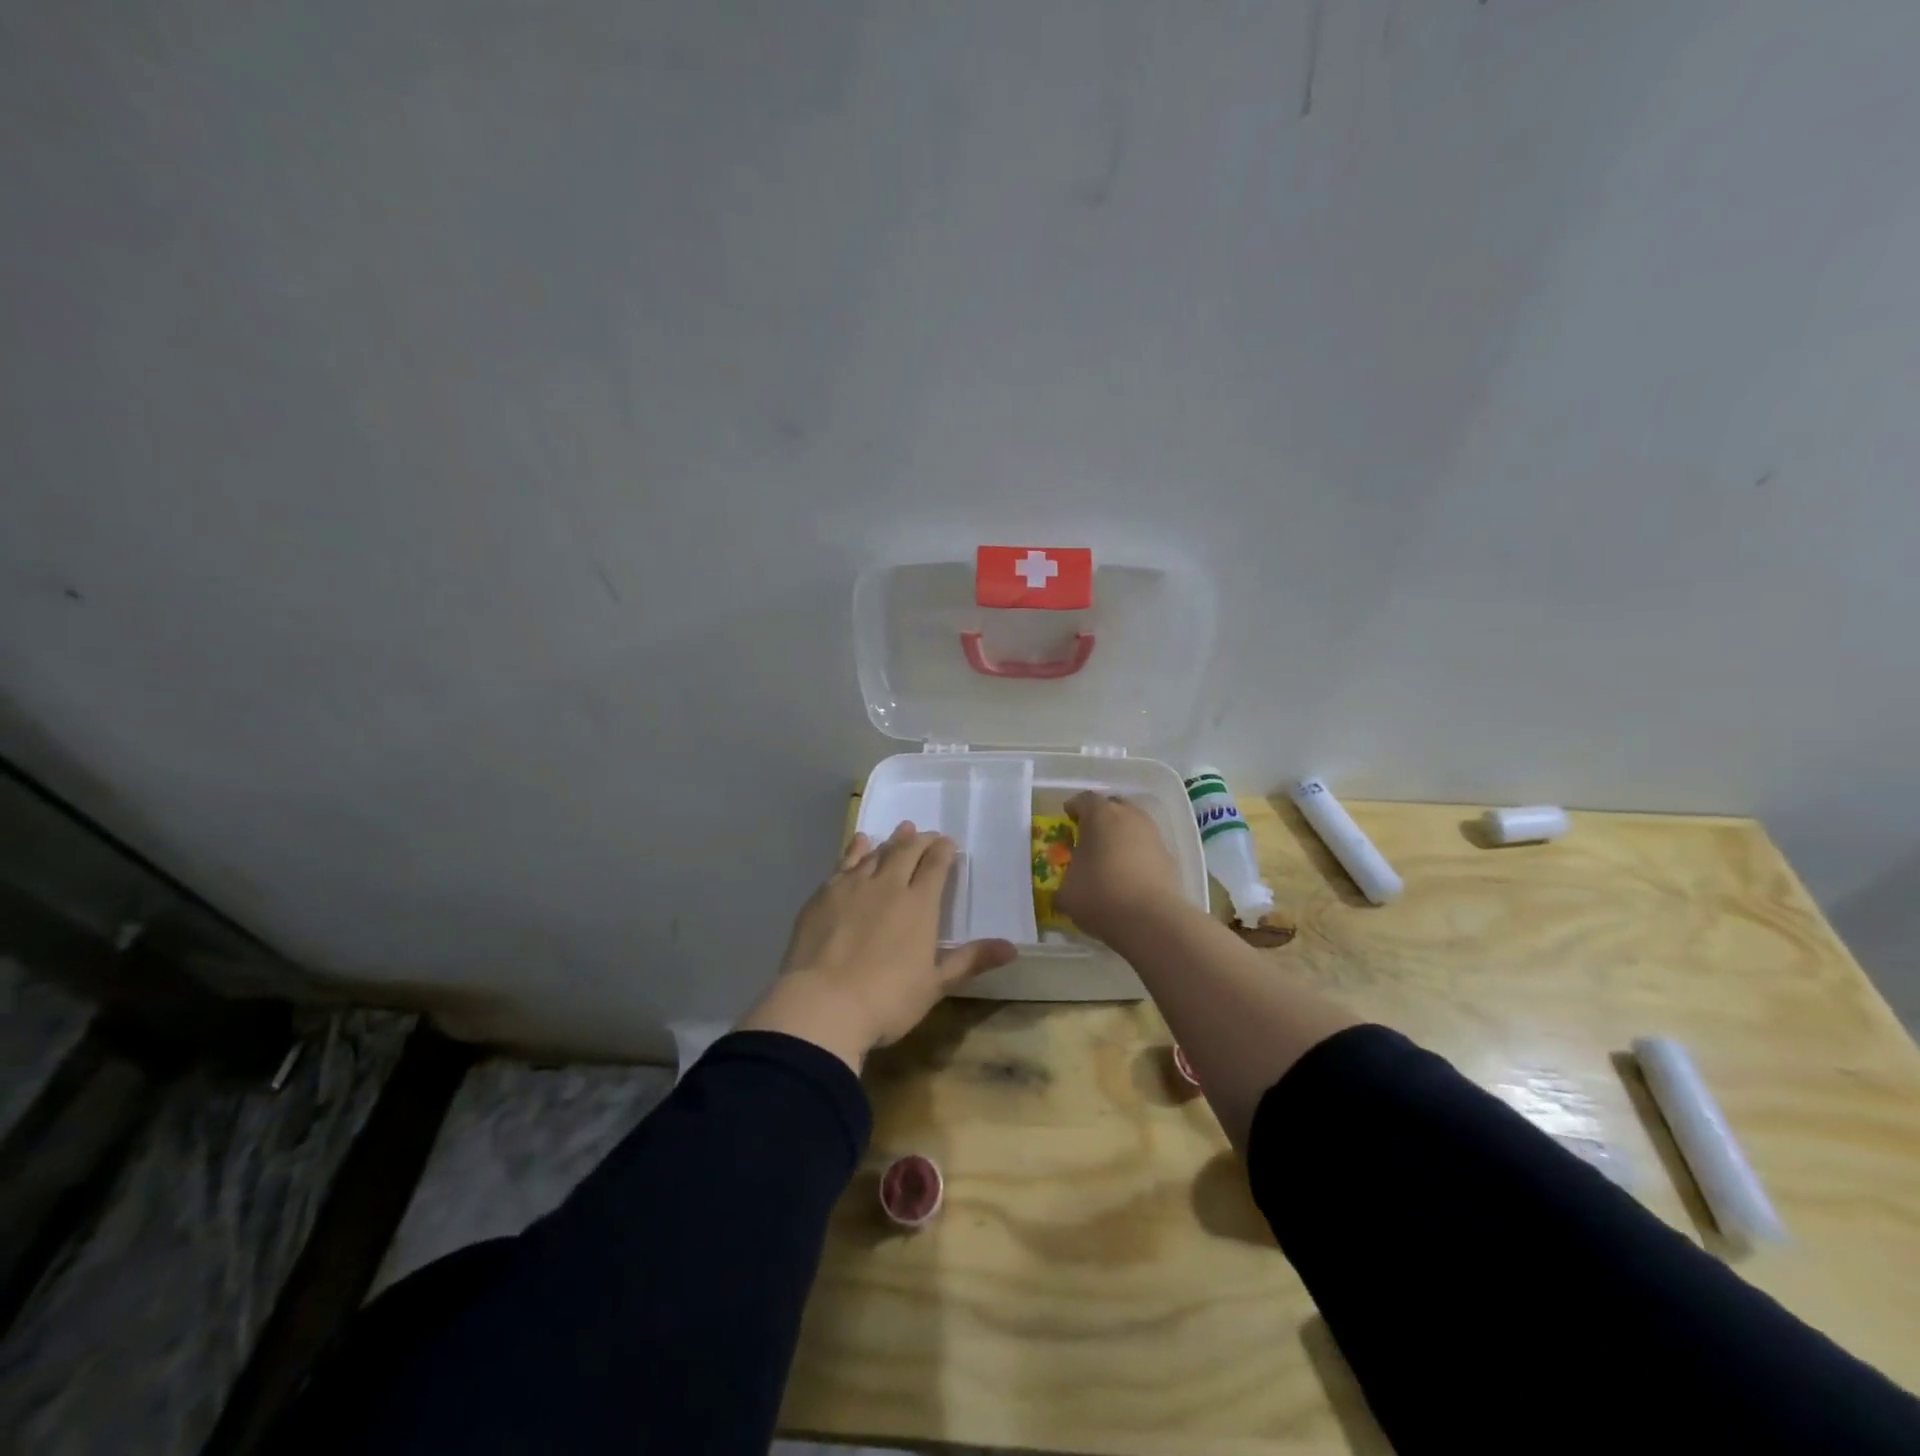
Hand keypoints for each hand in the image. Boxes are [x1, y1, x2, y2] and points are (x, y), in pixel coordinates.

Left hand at [738, 821, 1016, 1070]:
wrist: (822, 1004)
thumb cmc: (887, 1000)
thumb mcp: (935, 985)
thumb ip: (971, 960)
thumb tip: (1012, 947)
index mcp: (920, 904)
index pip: (936, 865)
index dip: (944, 851)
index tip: (949, 844)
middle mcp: (888, 885)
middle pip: (907, 852)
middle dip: (920, 840)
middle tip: (926, 835)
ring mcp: (853, 886)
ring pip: (876, 853)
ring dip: (891, 841)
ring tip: (901, 831)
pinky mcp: (824, 894)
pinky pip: (844, 862)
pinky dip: (856, 849)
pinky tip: (861, 842)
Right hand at [1057, 792, 1187, 941]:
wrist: (1152, 919)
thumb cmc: (1100, 895)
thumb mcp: (1066, 892)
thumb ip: (1064, 882)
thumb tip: (1066, 889)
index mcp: (1100, 814)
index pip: (1084, 799)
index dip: (1074, 809)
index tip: (1067, 821)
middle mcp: (1129, 816)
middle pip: (1113, 806)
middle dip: (1100, 818)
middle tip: (1089, 838)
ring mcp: (1153, 834)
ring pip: (1133, 826)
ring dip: (1121, 837)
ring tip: (1110, 859)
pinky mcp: (1170, 857)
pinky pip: (1147, 848)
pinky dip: (1137, 856)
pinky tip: (1129, 877)